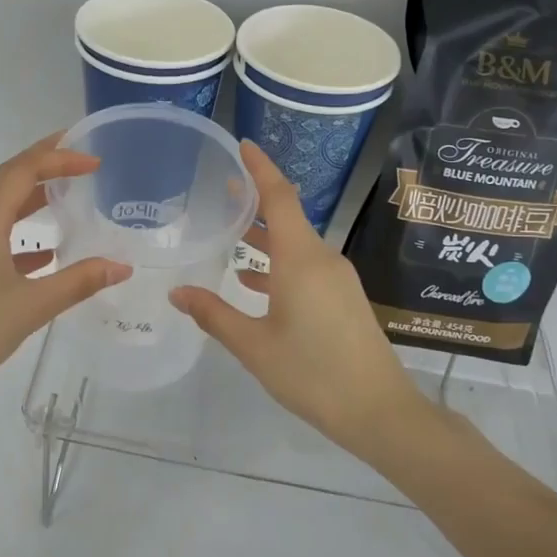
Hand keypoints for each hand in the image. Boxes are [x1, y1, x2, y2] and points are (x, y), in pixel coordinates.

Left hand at [0, 135, 129, 404]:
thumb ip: (78, 282)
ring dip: (30, 200)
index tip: (92, 161)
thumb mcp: (30, 307)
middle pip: (7, 181)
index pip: (22, 171)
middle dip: (44, 166)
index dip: (58, 158)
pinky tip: (43, 255)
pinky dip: (17, 235)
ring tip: (66, 199)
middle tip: (81, 162)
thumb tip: (121, 266)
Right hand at [170, 141, 427, 456]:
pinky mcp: (343, 298)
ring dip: (265, 239)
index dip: (260, 169)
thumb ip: (214, 314)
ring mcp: (337, 279)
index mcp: (301, 260)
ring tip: (229, 237)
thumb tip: (177, 292)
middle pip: (288, 218)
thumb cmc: (312, 373)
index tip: (242, 146)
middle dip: (255, 203)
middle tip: (220, 192)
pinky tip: (253, 283)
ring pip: (296, 245)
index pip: (280, 197)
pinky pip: (306, 267)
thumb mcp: (254, 346)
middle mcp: (322, 259)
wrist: (379, 411)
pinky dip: (279, 266)